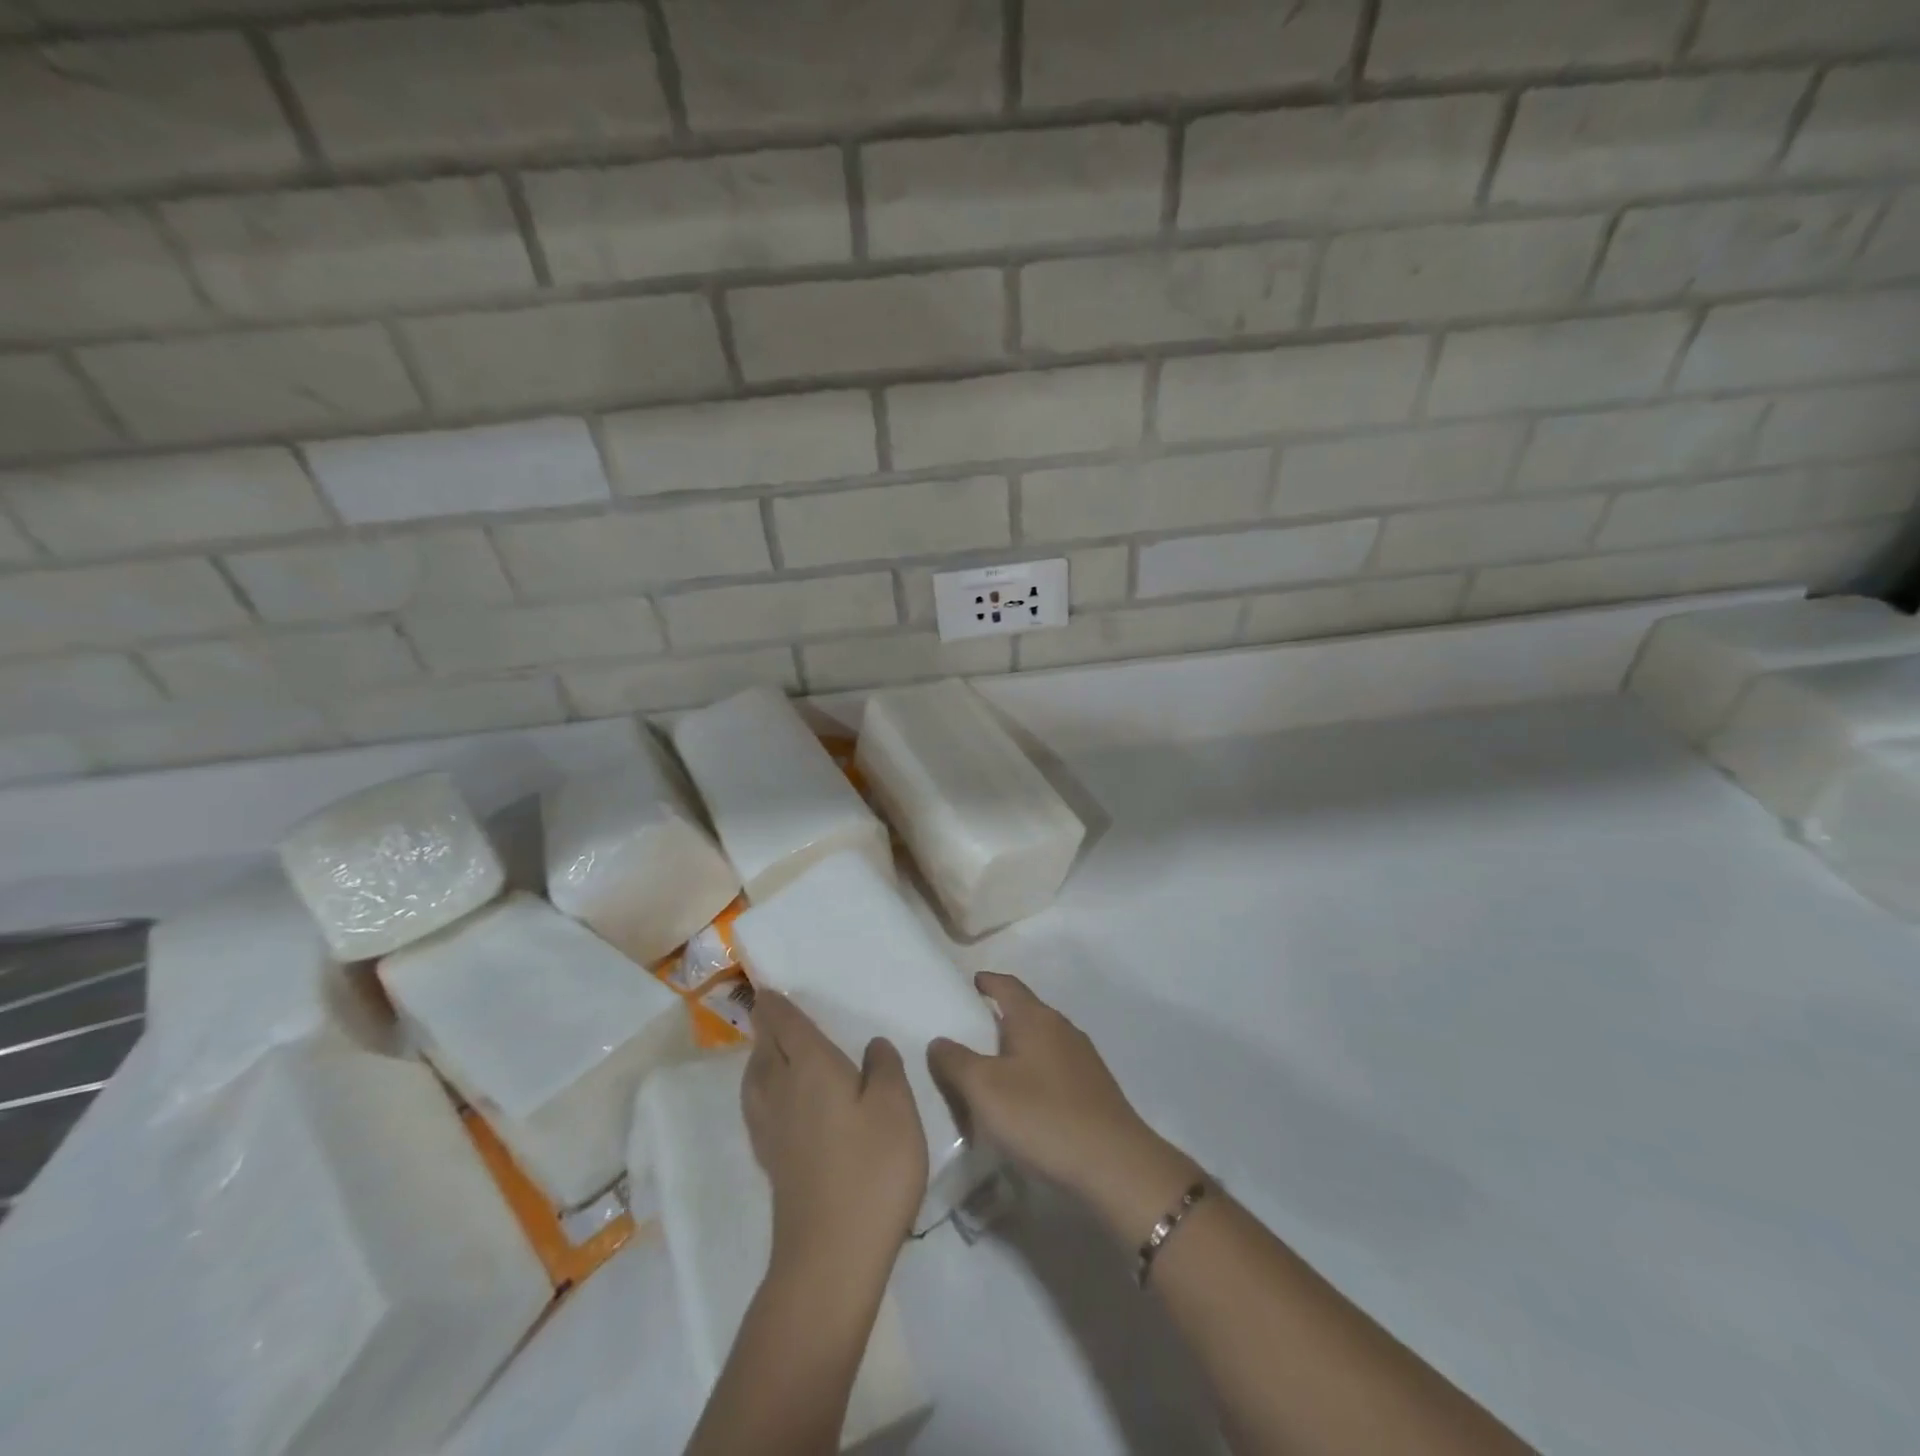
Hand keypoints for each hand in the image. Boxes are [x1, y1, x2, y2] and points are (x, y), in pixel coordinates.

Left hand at [742, 991, 928, 1277]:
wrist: (831, 1257)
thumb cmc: (871, 1169)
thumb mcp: (895, 1108)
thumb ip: (884, 1068)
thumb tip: (871, 1046)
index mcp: (811, 1069)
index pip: (787, 1026)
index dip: (777, 1005)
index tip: (767, 989)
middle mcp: (783, 1092)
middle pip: (765, 1050)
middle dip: (766, 1027)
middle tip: (771, 1012)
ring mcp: (772, 1131)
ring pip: (756, 1080)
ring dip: (759, 1058)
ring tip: (770, 1051)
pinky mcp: (773, 1163)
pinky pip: (758, 1107)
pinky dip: (762, 1089)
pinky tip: (777, 1102)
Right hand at [928, 973, 1199, 1232]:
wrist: (1114, 1165)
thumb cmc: (1043, 1116)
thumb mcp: (984, 1089)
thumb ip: (955, 1061)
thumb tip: (939, 1041)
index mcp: (1035, 1018)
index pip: (1007, 985)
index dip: (986, 982)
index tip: (968, 984)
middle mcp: (1061, 1028)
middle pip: (1024, 1012)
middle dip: (997, 1018)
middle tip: (966, 1033)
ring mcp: (1082, 1059)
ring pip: (1040, 1042)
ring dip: (1015, 1049)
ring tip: (989, 1069)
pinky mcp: (1093, 1089)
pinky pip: (1053, 1069)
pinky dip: (1032, 1074)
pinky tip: (1022, 1099)